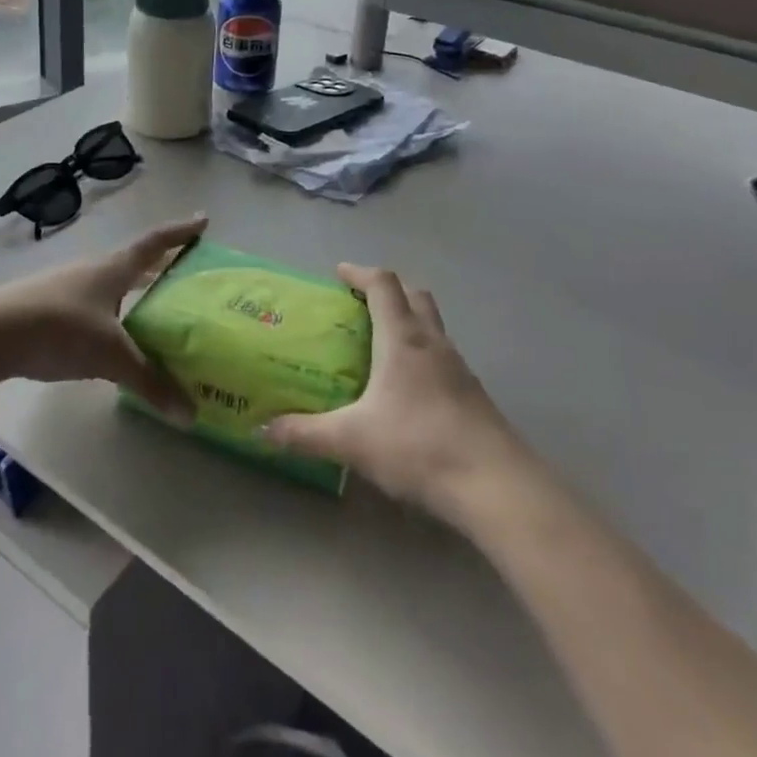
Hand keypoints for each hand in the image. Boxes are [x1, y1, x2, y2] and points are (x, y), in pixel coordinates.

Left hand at [0, 215, 206, 414]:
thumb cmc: (60, 330)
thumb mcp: (111, 357)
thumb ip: (150, 382)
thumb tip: (190, 414)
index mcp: (113, 269)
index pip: (155, 243)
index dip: (181, 233)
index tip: (203, 219)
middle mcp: (91, 269)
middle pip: (133, 262)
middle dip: (158, 266)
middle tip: (182, 273)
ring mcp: (64, 285)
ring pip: (108, 283)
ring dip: (130, 290)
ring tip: (149, 309)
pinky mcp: (44, 305)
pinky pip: (88, 302)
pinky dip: (107, 310)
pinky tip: (106, 334)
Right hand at [264, 264, 528, 522]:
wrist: (494, 484)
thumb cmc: (418, 445)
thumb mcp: (352, 440)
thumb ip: (305, 434)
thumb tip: (261, 432)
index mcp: (402, 338)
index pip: (383, 284)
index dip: (360, 272)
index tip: (340, 273)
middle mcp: (433, 342)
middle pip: (414, 294)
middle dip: (388, 290)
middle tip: (362, 303)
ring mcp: (459, 367)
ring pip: (433, 325)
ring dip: (409, 321)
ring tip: (383, 345)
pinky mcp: (475, 394)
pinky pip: (444, 356)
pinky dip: (424, 354)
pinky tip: (411, 388)